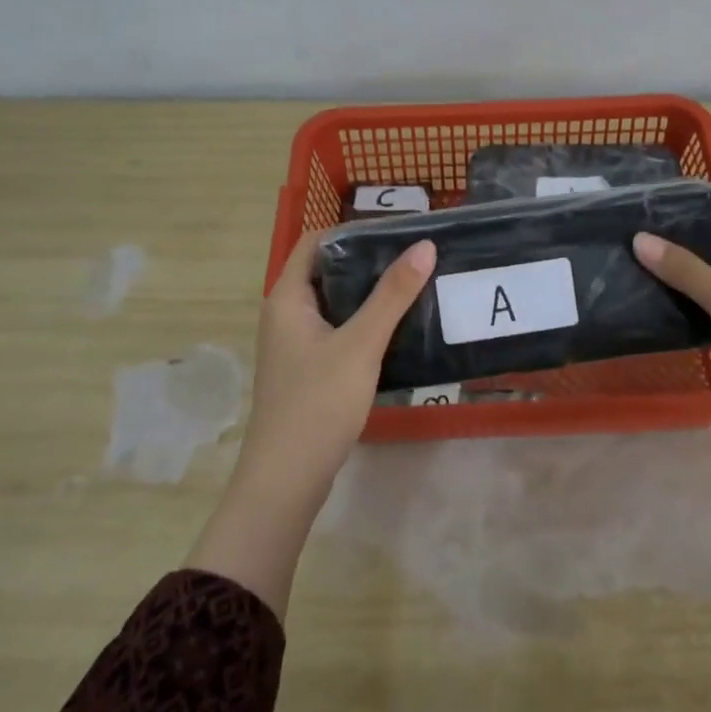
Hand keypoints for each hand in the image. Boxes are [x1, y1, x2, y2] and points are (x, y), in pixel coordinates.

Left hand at [187, 231, 434, 618]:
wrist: (286, 480)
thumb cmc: (318, 403)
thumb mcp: (360, 344)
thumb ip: (392, 295)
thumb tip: (424, 246)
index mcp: (287, 298)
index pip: (315, 243)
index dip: (352, 231)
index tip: (396, 231)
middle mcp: (286, 315)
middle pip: (328, 272)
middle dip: (368, 262)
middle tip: (415, 256)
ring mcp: (296, 345)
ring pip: (336, 304)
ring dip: (369, 294)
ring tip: (414, 285)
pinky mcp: (309, 370)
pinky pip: (339, 331)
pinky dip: (365, 323)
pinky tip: (398, 329)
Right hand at [633, 200, 710, 448]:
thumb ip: (686, 271)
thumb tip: (639, 237)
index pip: (710, 207)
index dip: (672, 206)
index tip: (628, 210)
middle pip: (708, 239)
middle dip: (668, 241)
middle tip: (618, 244)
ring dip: (677, 274)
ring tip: (627, 272)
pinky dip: (692, 301)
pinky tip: (658, 308)